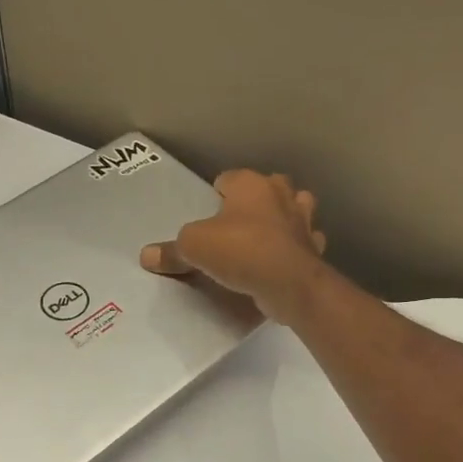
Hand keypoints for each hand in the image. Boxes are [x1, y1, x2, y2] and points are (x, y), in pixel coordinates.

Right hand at [140, 170, 329, 321]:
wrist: (290, 283)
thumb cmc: (240, 250)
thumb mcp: (194, 247)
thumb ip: (172, 250)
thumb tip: (146, 255)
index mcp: (251, 184)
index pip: (229, 178)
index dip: (216, 194)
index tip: (207, 214)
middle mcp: (281, 194)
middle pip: (267, 188)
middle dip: (255, 201)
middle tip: (235, 225)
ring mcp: (303, 221)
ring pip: (295, 210)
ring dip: (283, 220)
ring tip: (263, 239)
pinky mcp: (315, 248)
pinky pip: (303, 243)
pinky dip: (295, 249)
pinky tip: (282, 263)